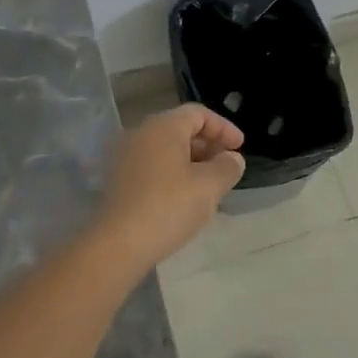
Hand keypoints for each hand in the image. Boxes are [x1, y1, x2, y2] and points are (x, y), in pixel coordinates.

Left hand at [94, 104, 245, 270]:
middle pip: (180, 128)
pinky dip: (172, 173)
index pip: (199, 114)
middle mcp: (141, 133)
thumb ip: (227, 167)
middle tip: (226, 166)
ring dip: (191, 161)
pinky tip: (184, 198)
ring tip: (209, 184)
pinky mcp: (117, 180)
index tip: (240, 148)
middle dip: (208, 145)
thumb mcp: (209, 186)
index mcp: (164, 126)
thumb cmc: (169, 206)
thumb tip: (232, 159)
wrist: (117, 244)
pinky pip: (152, 165)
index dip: (224, 128)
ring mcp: (125, 156)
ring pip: (165, 149)